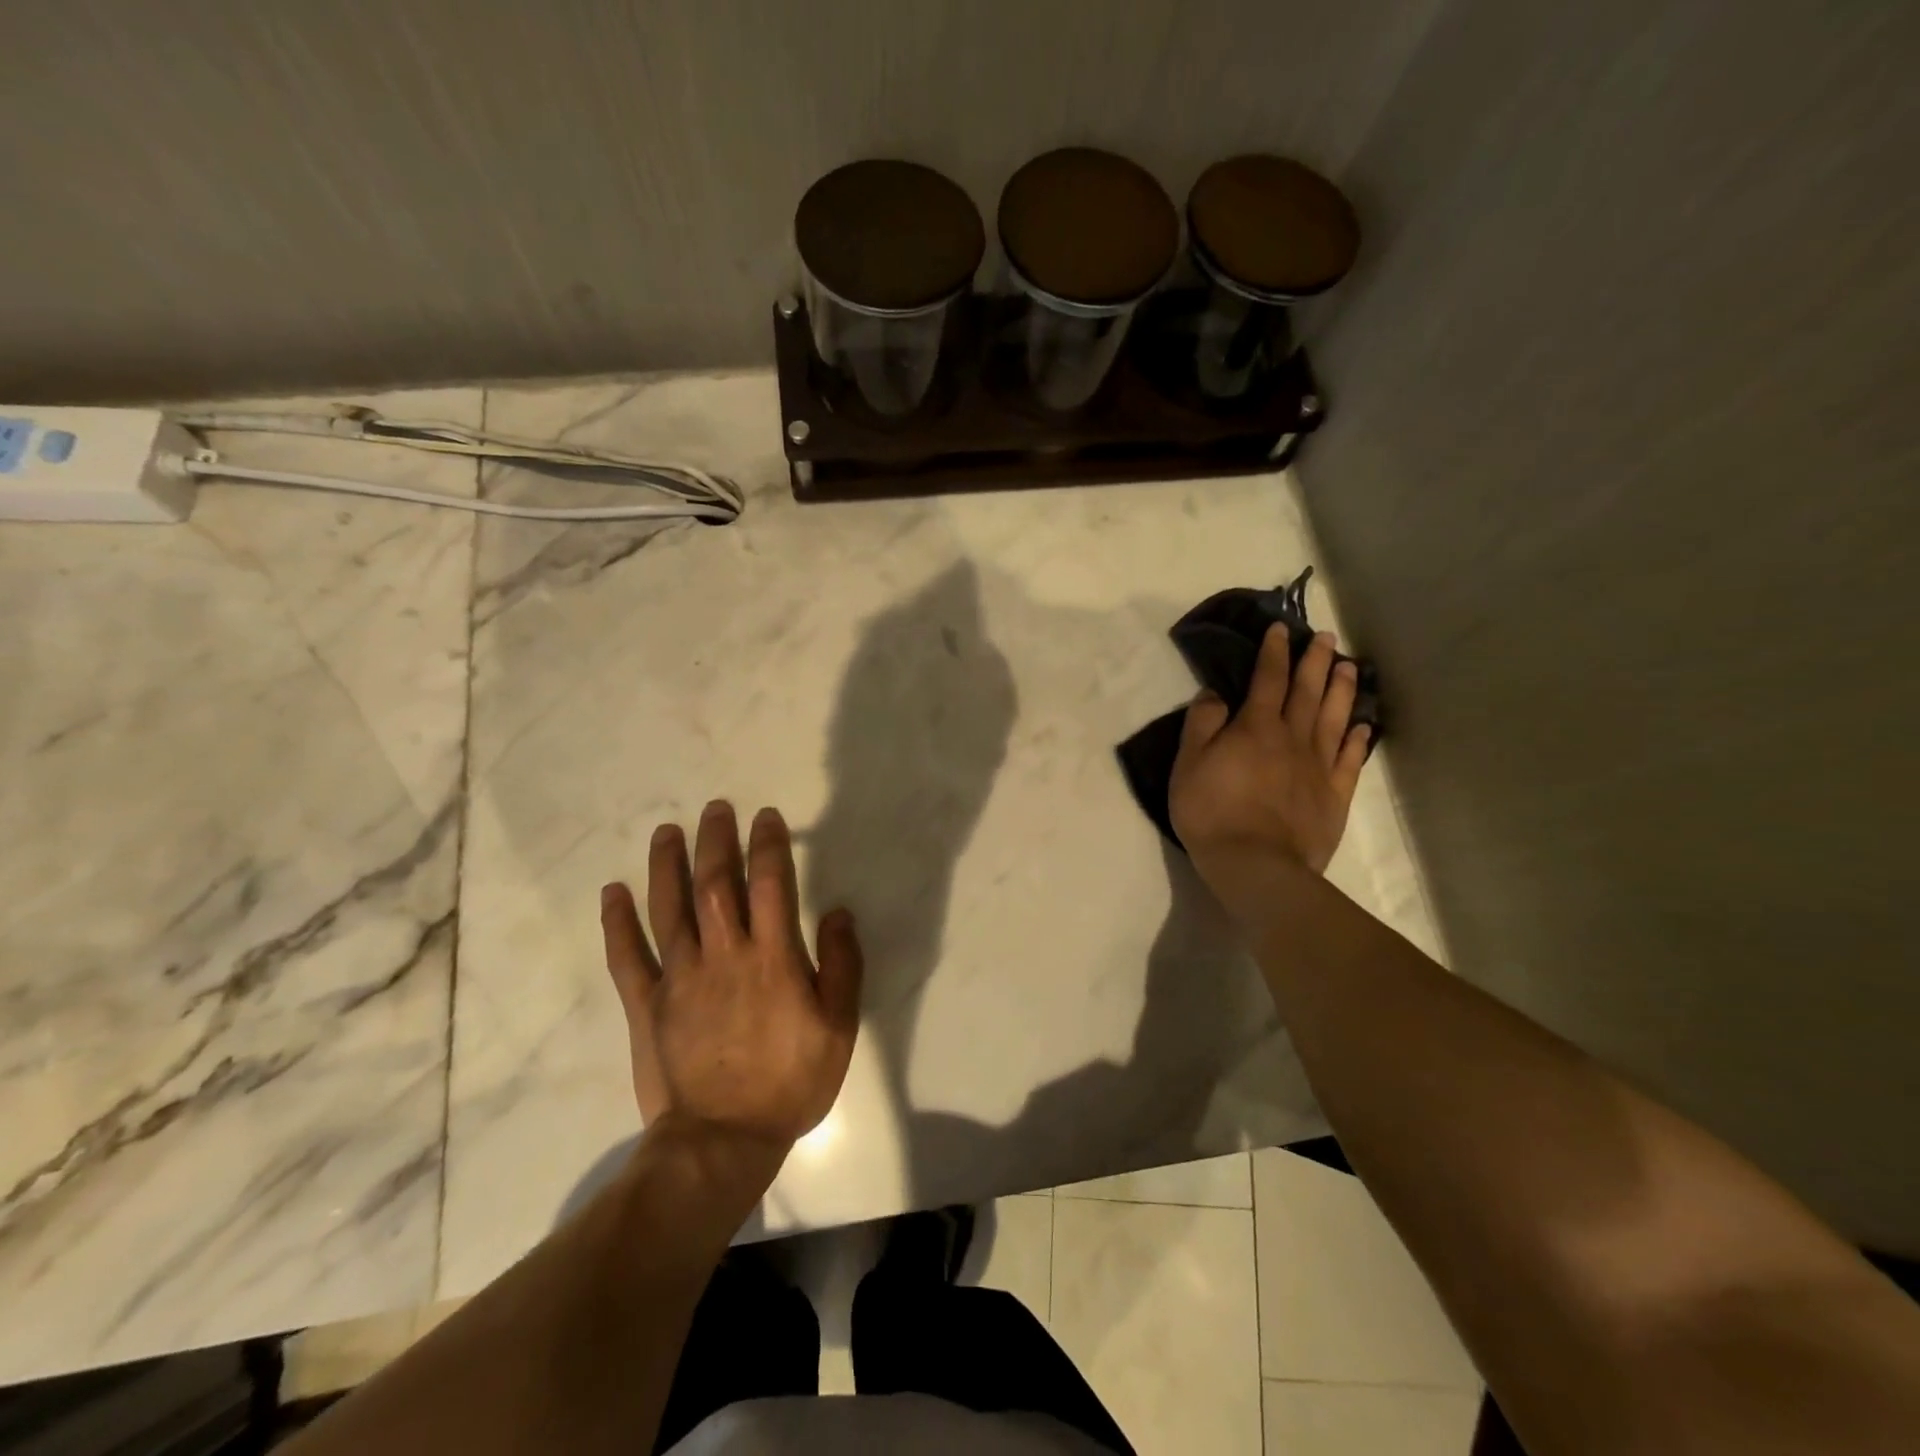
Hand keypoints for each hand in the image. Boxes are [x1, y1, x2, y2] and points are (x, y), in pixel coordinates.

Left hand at [600, 801, 862, 1148]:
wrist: (723, 1142)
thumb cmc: (790, 1083)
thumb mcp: (838, 1027)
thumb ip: (842, 965)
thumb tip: (838, 912)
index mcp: (772, 957)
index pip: (770, 883)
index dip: (768, 845)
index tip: (765, 817)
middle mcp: (723, 955)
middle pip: (715, 884)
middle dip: (716, 840)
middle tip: (715, 808)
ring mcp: (679, 978)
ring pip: (668, 909)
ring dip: (667, 866)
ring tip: (666, 832)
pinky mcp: (647, 1005)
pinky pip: (627, 956)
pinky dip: (617, 922)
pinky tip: (612, 892)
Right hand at [1169, 626, 1371, 901]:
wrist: (1255, 864)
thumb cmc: (1212, 812)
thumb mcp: (1188, 764)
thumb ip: (1202, 724)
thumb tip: (1216, 693)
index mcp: (1256, 727)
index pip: (1268, 679)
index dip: (1274, 652)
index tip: (1281, 629)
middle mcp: (1293, 738)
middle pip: (1308, 691)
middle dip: (1316, 661)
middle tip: (1327, 637)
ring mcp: (1318, 766)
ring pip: (1335, 718)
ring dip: (1343, 689)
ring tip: (1350, 667)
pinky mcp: (1334, 795)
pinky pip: (1349, 760)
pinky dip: (1358, 740)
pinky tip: (1364, 727)